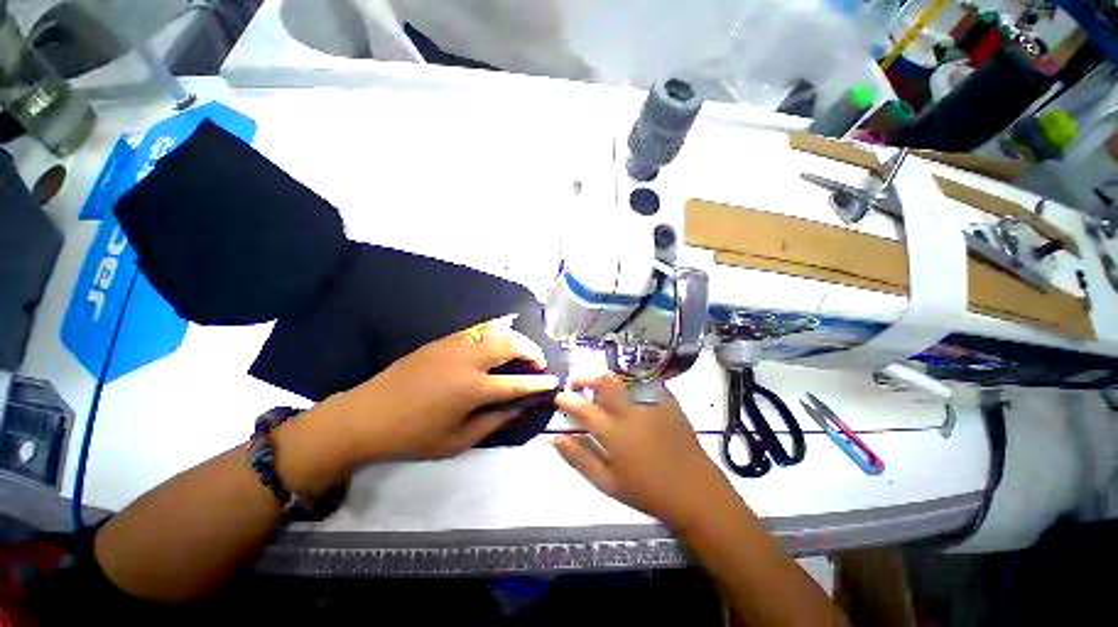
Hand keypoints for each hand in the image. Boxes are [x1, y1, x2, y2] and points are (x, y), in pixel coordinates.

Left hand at [305, 314, 558, 471]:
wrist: (366, 416)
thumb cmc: (412, 436)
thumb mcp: (456, 441)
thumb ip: (492, 422)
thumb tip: (517, 407)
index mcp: (472, 389)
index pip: (516, 383)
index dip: (538, 382)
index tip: (553, 381)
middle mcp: (467, 361)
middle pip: (510, 344)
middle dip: (531, 351)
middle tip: (538, 362)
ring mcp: (454, 346)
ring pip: (495, 331)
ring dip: (514, 338)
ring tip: (522, 350)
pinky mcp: (442, 340)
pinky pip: (476, 330)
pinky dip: (494, 331)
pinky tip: (498, 339)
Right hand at [553, 375, 733, 528]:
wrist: (695, 492)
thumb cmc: (647, 491)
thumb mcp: (607, 483)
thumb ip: (579, 458)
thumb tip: (554, 439)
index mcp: (615, 434)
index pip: (583, 408)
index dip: (566, 400)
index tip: (559, 397)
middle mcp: (632, 412)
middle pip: (604, 382)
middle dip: (585, 378)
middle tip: (576, 384)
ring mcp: (653, 403)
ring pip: (623, 378)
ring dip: (605, 379)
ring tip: (598, 387)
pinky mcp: (668, 400)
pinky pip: (644, 382)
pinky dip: (628, 382)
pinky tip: (625, 392)